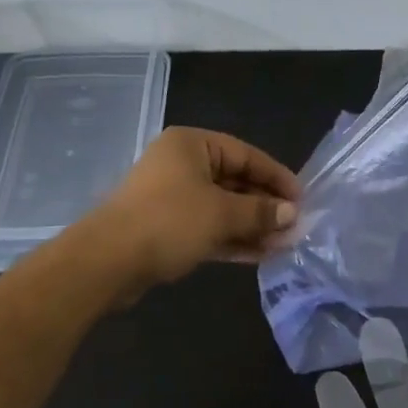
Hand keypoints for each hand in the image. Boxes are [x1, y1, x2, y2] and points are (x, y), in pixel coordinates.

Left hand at [81, 127, 300, 295]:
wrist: (105, 262)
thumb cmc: (168, 221)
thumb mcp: (221, 214)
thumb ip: (260, 212)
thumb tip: (291, 214)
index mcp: (192, 145)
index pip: (246, 155)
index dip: (276, 177)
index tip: (301, 199)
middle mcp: (182, 164)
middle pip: (235, 181)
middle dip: (265, 206)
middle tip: (294, 227)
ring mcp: (172, 197)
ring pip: (222, 207)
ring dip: (251, 225)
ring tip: (283, 244)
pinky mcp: (166, 228)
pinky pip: (207, 227)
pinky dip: (231, 238)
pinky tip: (260, 254)